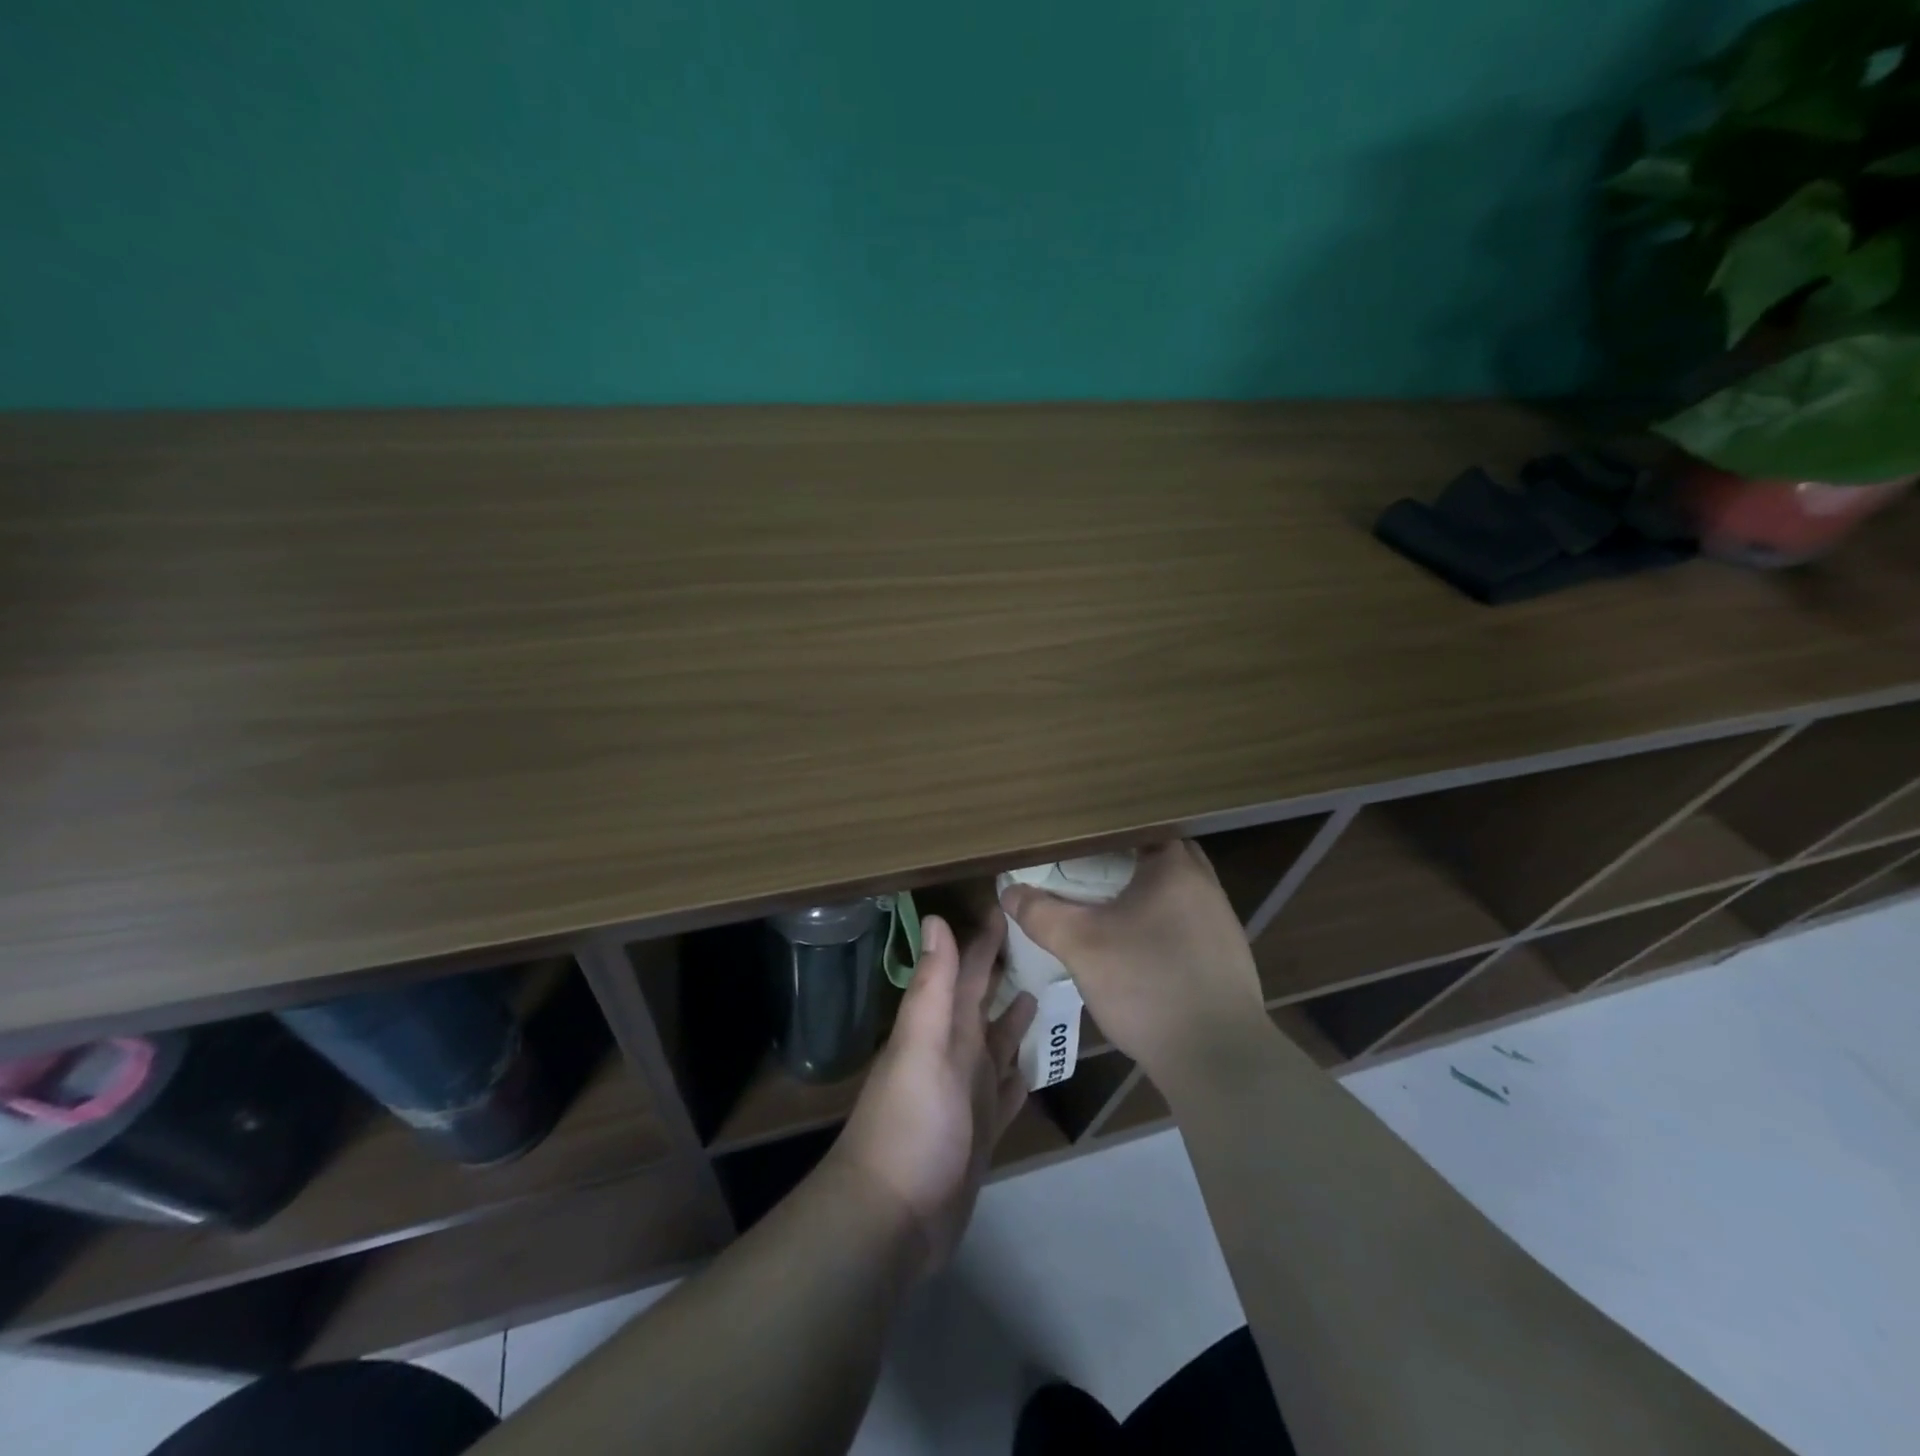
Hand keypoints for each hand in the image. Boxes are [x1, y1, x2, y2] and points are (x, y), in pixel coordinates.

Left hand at [829, 911, 1035, 1277]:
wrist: (891, 1220)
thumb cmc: (910, 1125)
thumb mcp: (921, 1047)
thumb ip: (932, 986)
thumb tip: (935, 918)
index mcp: (942, 1029)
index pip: (966, 971)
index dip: (984, 939)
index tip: (1009, 904)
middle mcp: (956, 1052)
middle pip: (984, 1002)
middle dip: (1005, 971)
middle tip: (1043, 940)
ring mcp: (969, 1093)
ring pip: (998, 1042)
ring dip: (1016, 1018)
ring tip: (1047, 990)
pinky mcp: (982, 1131)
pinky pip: (1007, 1090)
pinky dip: (1021, 1072)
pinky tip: (1039, 1062)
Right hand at [998, 841, 1268, 1092]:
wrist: (1218, 1058)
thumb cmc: (1147, 984)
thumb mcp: (1080, 946)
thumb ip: (1041, 913)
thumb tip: (1010, 892)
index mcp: (1175, 867)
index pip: (1137, 829)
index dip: (1103, 836)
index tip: (1074, 847)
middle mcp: (1205, 886)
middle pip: (1158, 859)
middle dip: (1123, 866)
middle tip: (1085, 878)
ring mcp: (1222, 924)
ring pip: (1174, 894)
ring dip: (1143, 898)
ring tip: (1106, 912)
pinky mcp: (1227, 959)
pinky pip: (1186, 926)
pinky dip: (1160, 927)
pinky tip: (1137, 952)